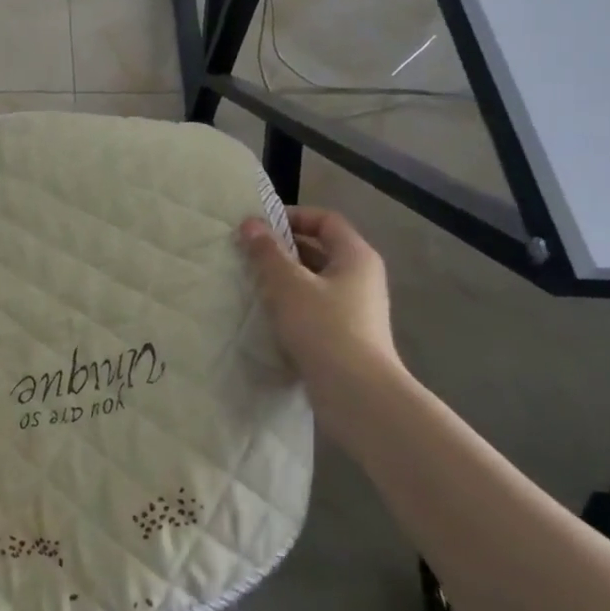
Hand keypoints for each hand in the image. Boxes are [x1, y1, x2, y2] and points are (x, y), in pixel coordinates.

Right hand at [238, 207, 402, 400]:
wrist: (358, 394)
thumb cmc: (324, 327)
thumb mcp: (287, 284)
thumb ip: (266, 251)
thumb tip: (250, 223)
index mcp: (356, 256)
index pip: (325, 220)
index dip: (292, 216)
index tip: (259, 227)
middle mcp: (361, 277)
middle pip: (320, 249)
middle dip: (283, 249)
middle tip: (248, 254)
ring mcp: (357, 309)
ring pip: (315, 281)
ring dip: (284, 279)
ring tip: (252, 283)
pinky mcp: (347, 336)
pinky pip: (316, 308)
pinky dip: (292, 305)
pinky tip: (267, 316)